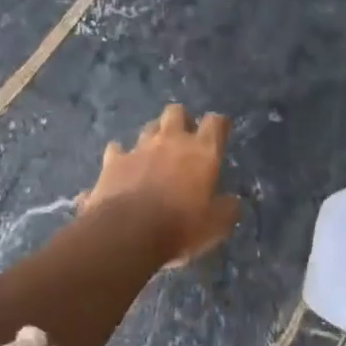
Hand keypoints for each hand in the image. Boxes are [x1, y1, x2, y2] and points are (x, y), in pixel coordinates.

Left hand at [83, 104, 240, 264]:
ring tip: (154, 154)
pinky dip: (120, 157)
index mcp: (202, 151)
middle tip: (184, 139)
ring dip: (153, 137)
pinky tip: (121, 169)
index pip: (215, 122)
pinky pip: (116, 151)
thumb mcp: (216, 226)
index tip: (220, 133)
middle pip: (176, 112)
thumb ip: (227, 209)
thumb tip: (232, 202)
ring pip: (148, 128)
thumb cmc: (180, 226)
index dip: (219, 125)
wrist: (127, 233)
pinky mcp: (112, 162)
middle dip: (181, 120)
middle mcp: (170, 140)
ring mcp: (139, 148)